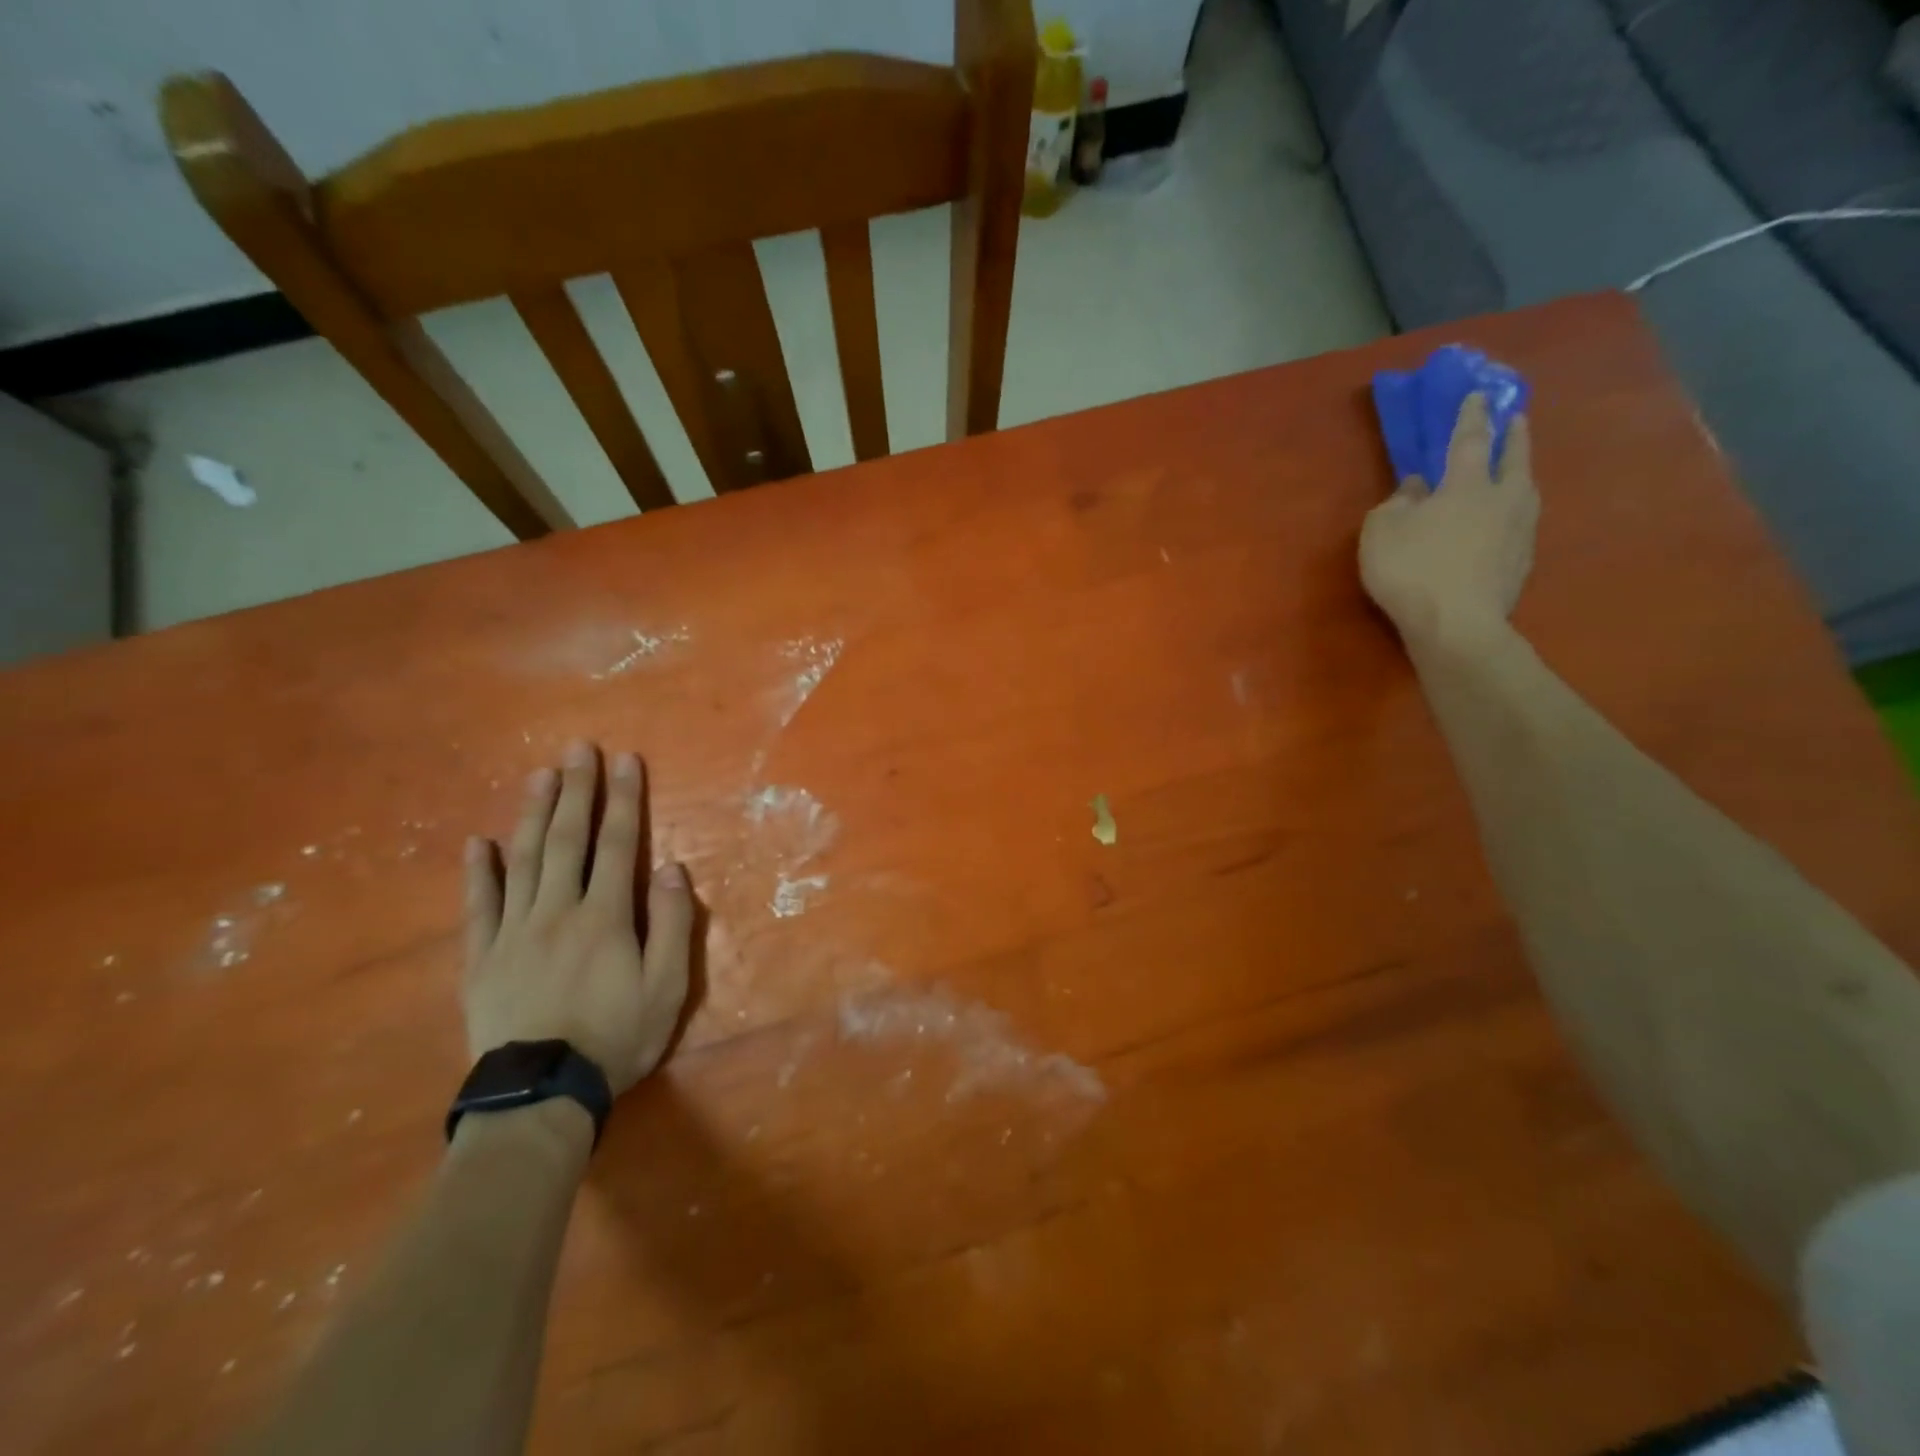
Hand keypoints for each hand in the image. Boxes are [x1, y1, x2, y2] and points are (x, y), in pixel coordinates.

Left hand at [463, 741, 692, 1094]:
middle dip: (576, 790)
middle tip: (578, 749)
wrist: (542, 1094)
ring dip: (533, 814)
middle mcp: (557, 910)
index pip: (618, 845)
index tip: (625, 761)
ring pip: (524, 861)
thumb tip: (670, 867)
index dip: (623, 800)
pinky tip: (478, 843)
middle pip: (568, 840)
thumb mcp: (667, 987)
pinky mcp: (482, 958)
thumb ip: (671, 924)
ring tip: (539, 776)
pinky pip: (478, 906)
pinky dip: (478, 872)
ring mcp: (514, 931)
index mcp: (605, 916)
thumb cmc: (616, 1037)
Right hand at [1359, 393, 1538, 649]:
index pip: (1469, 439)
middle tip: (1516, 419)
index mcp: (1466, 484)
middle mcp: (1502, 498)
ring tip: (1514, 471)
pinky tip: (1502, 523)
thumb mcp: (1381, 532)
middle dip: (1513, 435)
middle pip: (1513, 457)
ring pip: (1524, 490)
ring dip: (1519, 474)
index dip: (1470, 416)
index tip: (1477, 394)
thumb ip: (1397, 503)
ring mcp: (1519, 531)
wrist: (1456, 626)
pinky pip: (1518, 525)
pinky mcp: (1522, 562)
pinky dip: (1511, 514)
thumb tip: (1416, 488)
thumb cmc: (1411, 570)